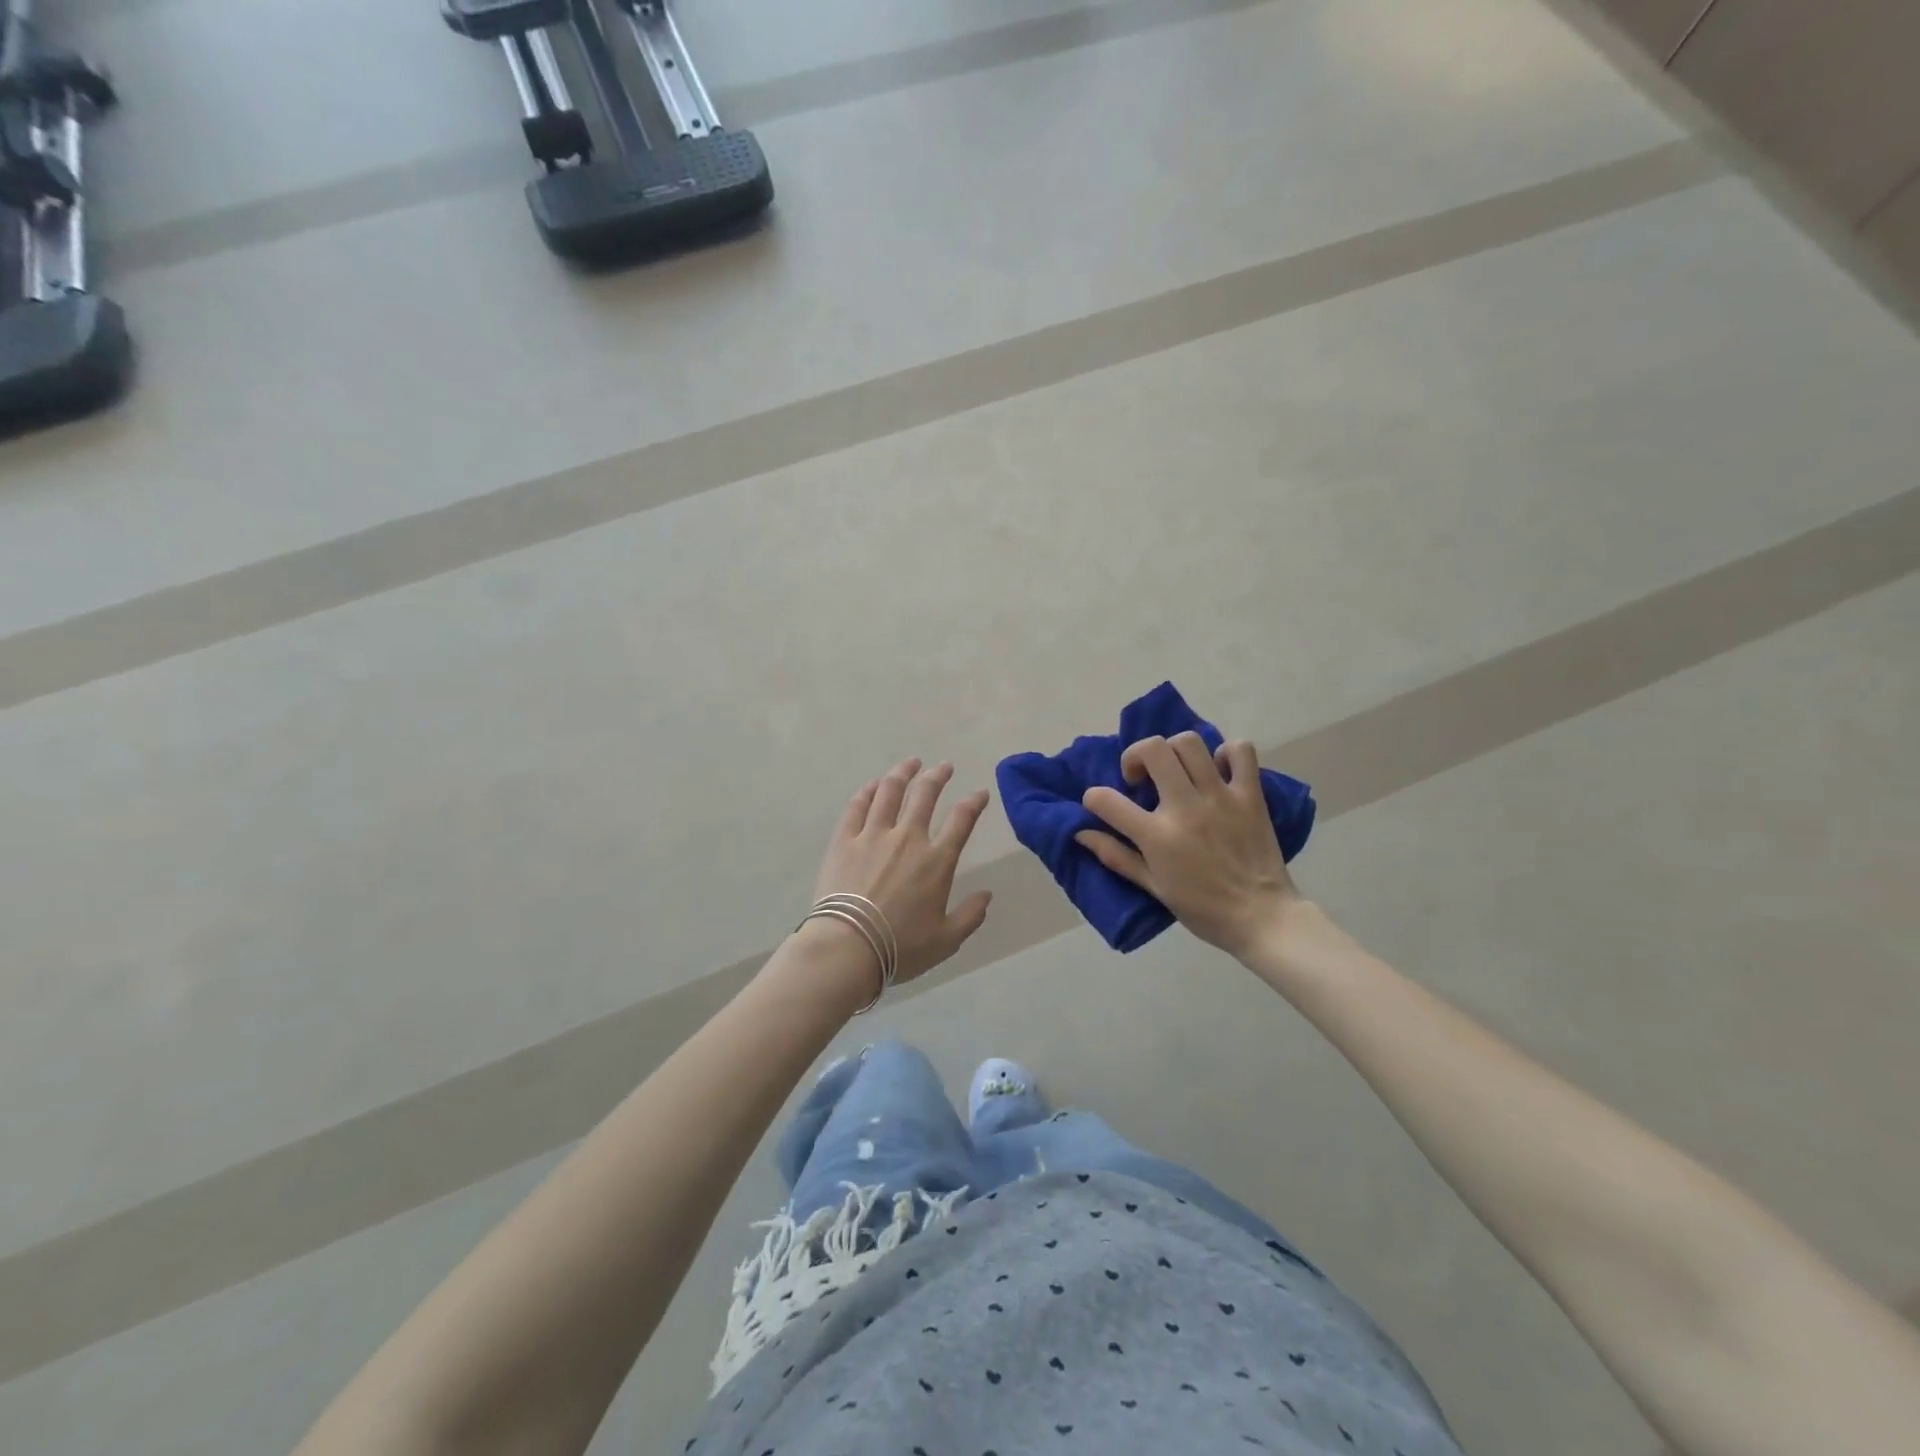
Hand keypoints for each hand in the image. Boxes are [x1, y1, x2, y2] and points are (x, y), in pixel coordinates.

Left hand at [809, 758, 993, 988]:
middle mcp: (908, 838)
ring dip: (903, 773)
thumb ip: (970, 916)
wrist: (848, 946)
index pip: (962, 820)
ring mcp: (874, 835)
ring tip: (911, 763)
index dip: (974, 803)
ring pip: (890, 791)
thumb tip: (987, 895)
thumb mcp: (946, 940)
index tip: (980, 793)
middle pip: (925, 795)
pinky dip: (868, 791)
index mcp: (937, 861)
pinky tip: (874, 784)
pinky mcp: (845, 840)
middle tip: (944, 766)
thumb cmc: (900, 947)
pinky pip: (858, 806)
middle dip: (938, 776)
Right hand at [1076, 733, 1301, 959]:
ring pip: (1190, 743)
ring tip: (1176, 771)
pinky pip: (1241, 751)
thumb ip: (1116, 856)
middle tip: (1141, 778)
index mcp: (1157, 836)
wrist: (1262, 918)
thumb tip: (1081, 834)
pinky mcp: (1250, 795)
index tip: (1100, 804)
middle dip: (1135, 755)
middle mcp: (1185, 808)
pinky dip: (1226, 752)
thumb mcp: (1153, 887)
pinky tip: (1217, 770)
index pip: (1106, 800)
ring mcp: (1220, 797)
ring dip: (1174, 751)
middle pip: (1152, 750)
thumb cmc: (1203, 908)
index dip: (1094, 798)